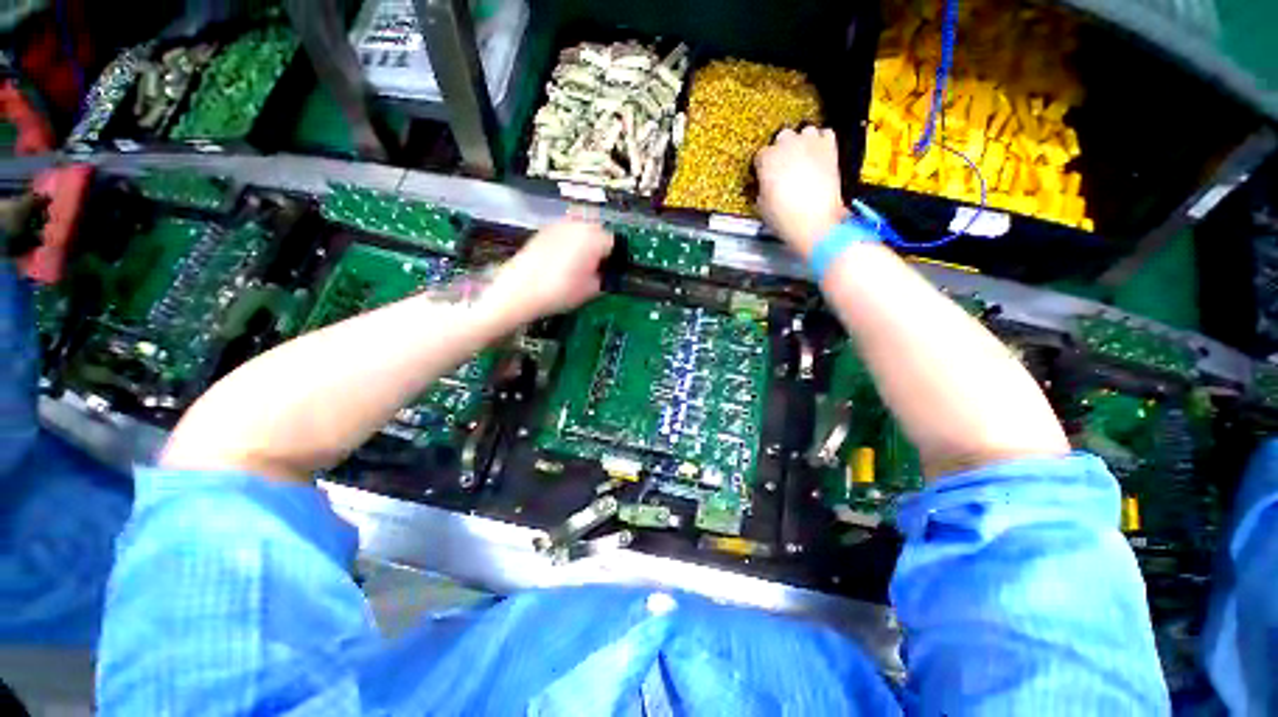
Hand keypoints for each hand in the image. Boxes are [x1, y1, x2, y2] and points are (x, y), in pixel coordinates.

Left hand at [483, 219, 613, 323]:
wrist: (519, 290)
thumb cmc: (560, 292)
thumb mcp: (591, 291)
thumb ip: (605, 278)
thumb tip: (606, 273)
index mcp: (594, 238)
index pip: (614, 243)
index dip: (613, 258)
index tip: (609, 271)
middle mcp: (578, 225)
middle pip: (598, 231)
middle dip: (599, 247)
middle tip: (595, 268)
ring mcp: (559, 225)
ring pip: (581, 230)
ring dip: (584, 243)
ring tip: (577, 265)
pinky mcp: (544, 230)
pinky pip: (565, 233)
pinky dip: (568, 242)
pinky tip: (561, 261)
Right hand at [754, 126, 847, 256]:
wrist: (814, 220)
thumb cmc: (785, 216)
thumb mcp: (761, 205)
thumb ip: (761, 188)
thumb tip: (764, 186)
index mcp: (766, 159)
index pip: (760, 155)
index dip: (763, 167)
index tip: (765, 175)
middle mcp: (787, 144)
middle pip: (782, 137)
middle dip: (782, 149)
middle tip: (784, 167)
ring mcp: (809, 142)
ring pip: (805, 131)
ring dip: (803, 142)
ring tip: (803, 158)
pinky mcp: (829, 146)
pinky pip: (825, 134)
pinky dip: (822, 142)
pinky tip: (819, 155)